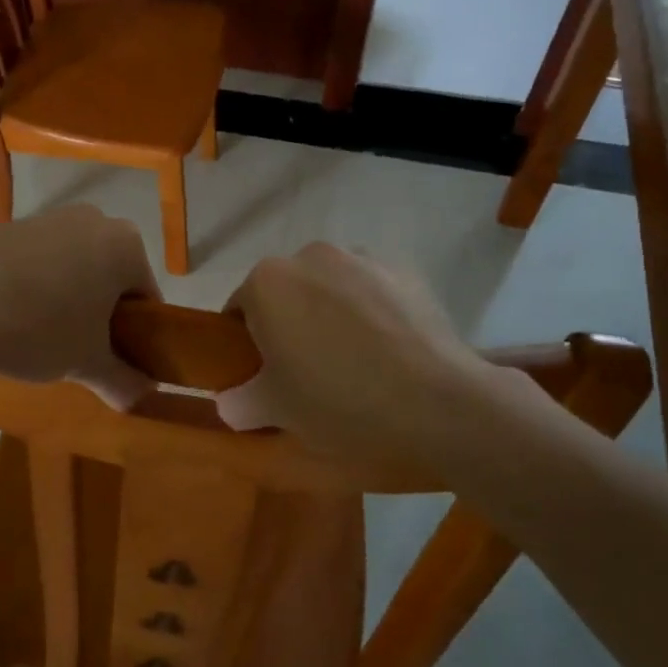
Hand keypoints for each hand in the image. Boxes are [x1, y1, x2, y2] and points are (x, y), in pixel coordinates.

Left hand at [0, 206, 160, 407]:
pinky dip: (34, 285)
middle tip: (80, 350)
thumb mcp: (87, 363)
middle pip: (111, 276)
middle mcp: (93, 220)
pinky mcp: (9, 225)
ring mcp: (48, 218)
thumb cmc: (39, 328)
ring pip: (74, 266)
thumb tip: (140, 397)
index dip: (137, 334)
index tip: (115, 361)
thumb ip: (122, 381)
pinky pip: (38, 260)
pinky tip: (10, 315)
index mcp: (125, 245)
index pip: (146, 297)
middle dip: (101, 313)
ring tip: (40, 336)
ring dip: (68, 299)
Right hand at [216, 244, 504, 470]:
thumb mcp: (277, 411)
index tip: (264, 373)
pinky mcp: (404, 270)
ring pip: (331, 286)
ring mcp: (361, 258)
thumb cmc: (339, 401)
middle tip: (308, 370)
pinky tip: (389, 350)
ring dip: (332, 312)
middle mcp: (309, 256)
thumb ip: (240, 401)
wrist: (438, 402)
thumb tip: (229, 401)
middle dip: (291, 322)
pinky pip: (372, 289)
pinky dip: (372, 310)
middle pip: (287, 291)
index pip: (240, 309)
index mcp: (267, 282)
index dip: (248, 343)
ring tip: (356, 359)